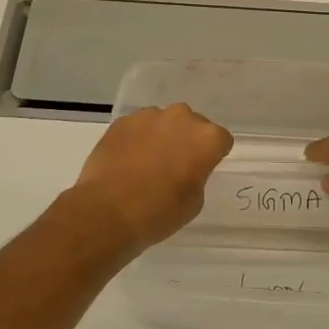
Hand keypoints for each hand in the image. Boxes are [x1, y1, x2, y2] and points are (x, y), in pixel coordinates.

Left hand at [72, 105, 232, 251]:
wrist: (108, 211)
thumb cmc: (159, 212)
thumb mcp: (194, 201)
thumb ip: (197, 174)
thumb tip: (185, 167)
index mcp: (207, 138)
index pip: (221, 140)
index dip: (212, 155)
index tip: (201, 170)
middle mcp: (181, 118)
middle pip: (192, 124)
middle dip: (187, 140)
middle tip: (175, 164)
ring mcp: (149, 116)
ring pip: (164, 122)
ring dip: (161, 136)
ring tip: (147, 162)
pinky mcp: (123, 120)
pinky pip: (138, 126)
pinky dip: (137, 138)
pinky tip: (127, 160)